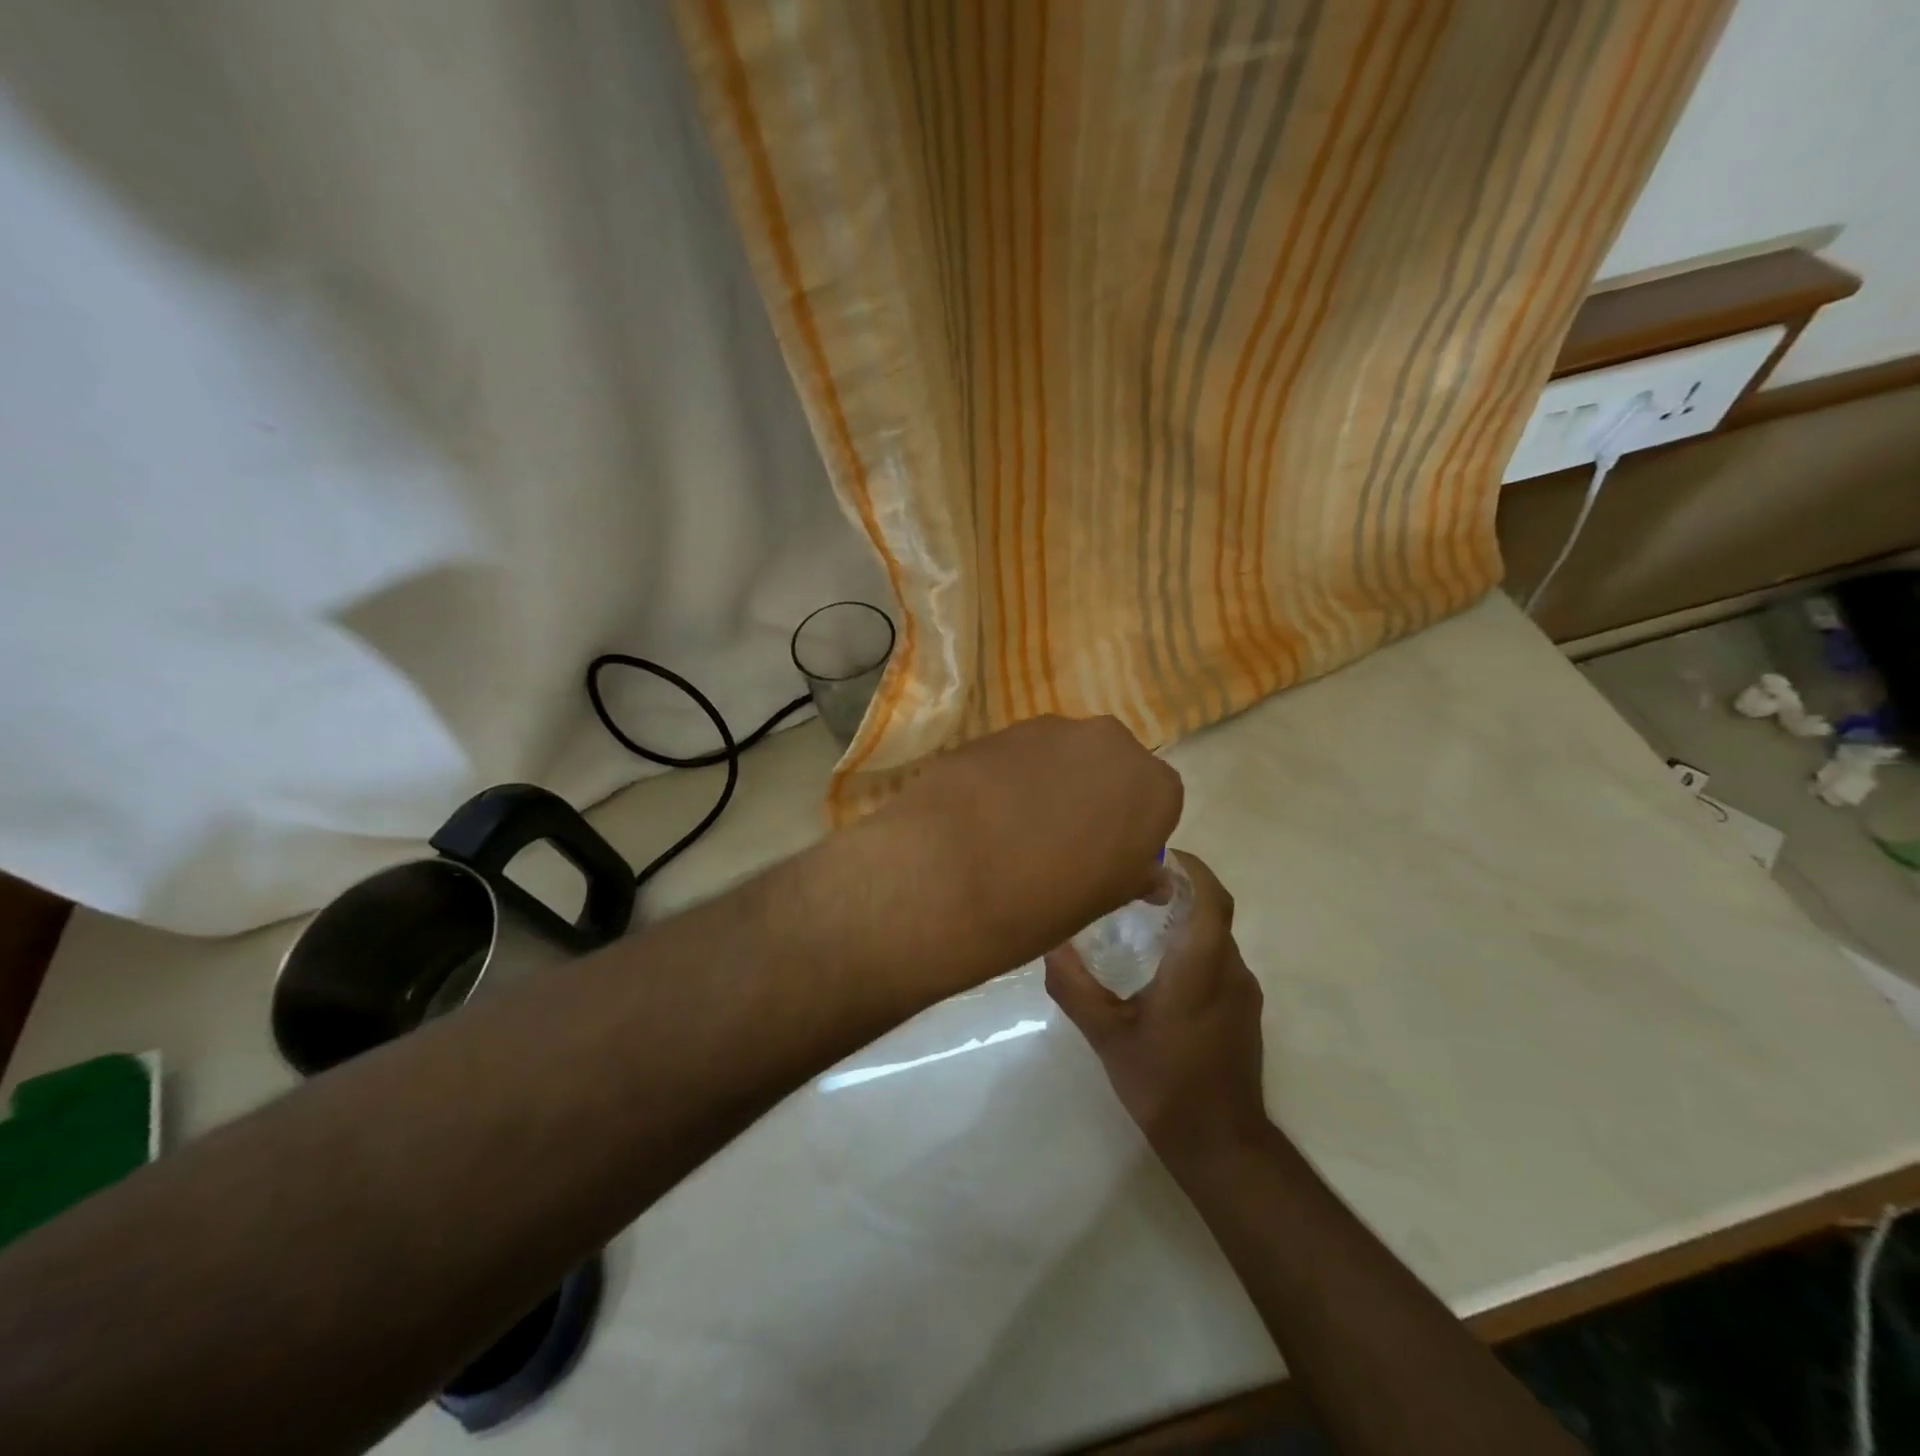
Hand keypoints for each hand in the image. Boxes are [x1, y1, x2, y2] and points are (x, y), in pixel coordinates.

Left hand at [876, 716, 1181, 981]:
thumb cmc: (1044, 902)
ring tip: (1013, 828)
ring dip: (1049, 782)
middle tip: (1061, 840)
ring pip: (1063, 755)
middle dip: (1093, 795)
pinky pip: (1018, 754)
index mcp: (1153, 787)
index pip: (1156, 801)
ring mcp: (1050, 728)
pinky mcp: (998, 728)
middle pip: (1110, 767)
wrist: (949, 874)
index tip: (1106, 856)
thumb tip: (1152, 876)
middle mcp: (1109, 742)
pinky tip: (982, 812)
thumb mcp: (1104, 902)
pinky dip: (1010, 777)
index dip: (1130, 829)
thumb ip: (1134, 875)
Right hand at [1045, 852, 1267, 1160]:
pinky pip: (1220, 961)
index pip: (1208, 894)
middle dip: (1180, 887)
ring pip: (1216, 936)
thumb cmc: (1163, 1083)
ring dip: (1186, 918)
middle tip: (1135, 883)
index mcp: (1201, 964)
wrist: (1220, 1144)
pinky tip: (1160, 967)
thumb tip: (1048, 942)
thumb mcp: (1106, 1034)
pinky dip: (1194, 947)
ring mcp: (1243, 991)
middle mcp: (1230, 969)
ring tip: (1141, 919)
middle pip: (1212, 910)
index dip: (1188, 866)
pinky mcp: (1244, 1011)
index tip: (1153, 852)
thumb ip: (1074, 985)